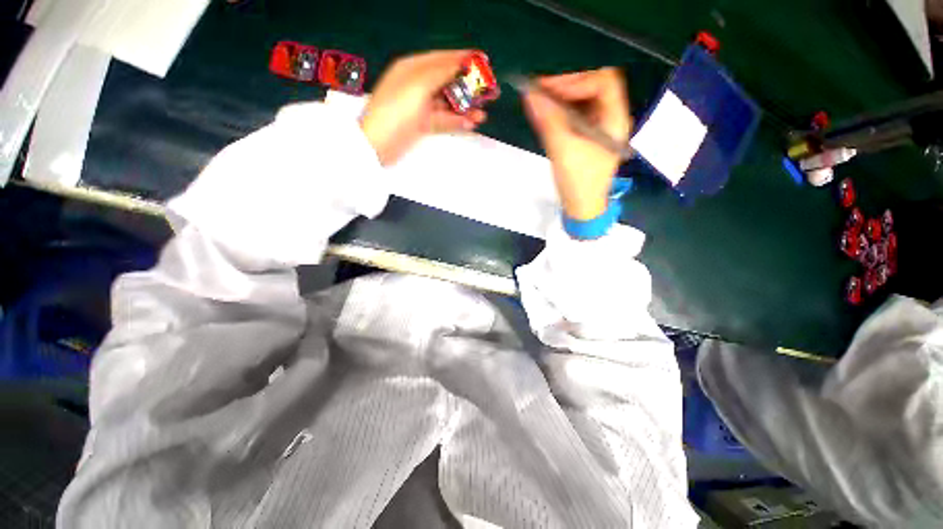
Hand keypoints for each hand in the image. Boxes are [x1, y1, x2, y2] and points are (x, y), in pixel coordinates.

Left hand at [361, 50, 488, 165]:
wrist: (378, 145)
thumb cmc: (395, 111)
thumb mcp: (419, 85)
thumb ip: (442, 72)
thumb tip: (463, 63)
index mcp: (412, 68)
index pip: (443, 59)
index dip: (464, 61)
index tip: (484, 63)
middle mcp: (417, 85)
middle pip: (448, 82)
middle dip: (469, 87)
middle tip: (490, 93)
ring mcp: (420, 106)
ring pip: (448, 104)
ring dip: (465, 108)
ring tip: (482, 114)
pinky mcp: (422, 124)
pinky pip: (443, 120)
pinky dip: (456, 121)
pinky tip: (469, 124)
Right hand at [523, 68, 630, 219]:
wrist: (581, 207)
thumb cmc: (578, 182)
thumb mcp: (563, 150)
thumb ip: (548, 120)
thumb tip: (530, 94)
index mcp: (615, 119)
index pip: (603, 81)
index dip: (577, 79)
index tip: (550, 89)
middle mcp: (611, 118)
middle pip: (593, 87)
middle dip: (567, 85)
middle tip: (540, 90)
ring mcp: (599, 127)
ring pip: (583, 100)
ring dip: (562, 97)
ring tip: (540, 100)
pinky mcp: (588, 136)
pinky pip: (576, 114)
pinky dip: (561, 110)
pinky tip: (547, 114)